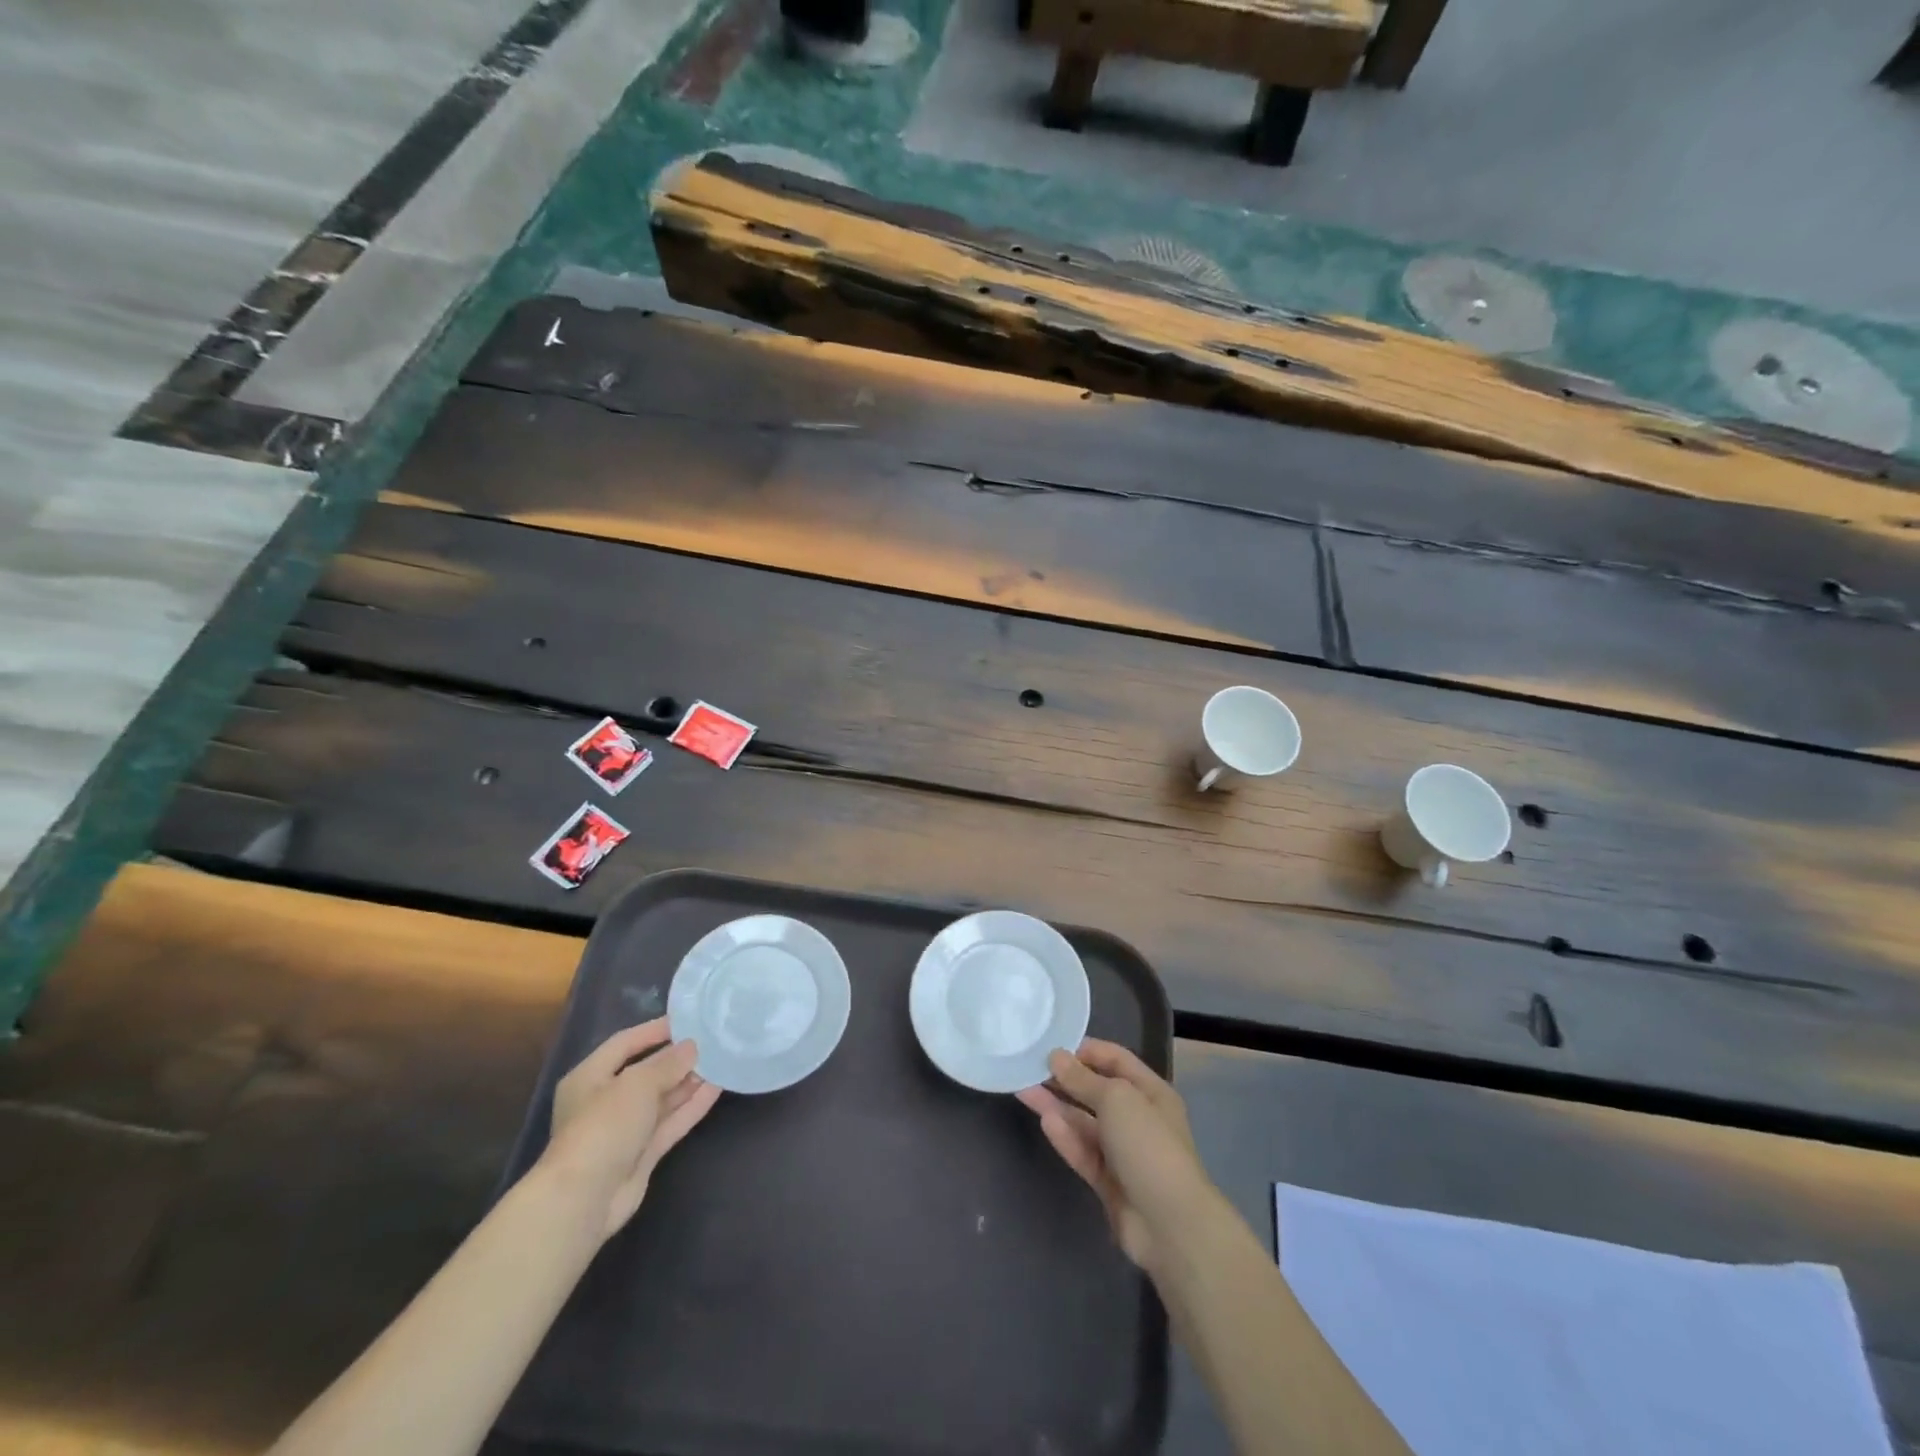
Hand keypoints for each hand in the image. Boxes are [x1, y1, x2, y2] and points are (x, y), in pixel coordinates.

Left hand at [537, 1018, 720, 1240]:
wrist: (585, 1199)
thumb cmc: (603, 1126)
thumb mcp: (637, 1084)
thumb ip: (667, 1063)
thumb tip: (692, 1046)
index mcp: (589, 1077)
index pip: (625, 1044)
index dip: (654, 1031)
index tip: (688, 1020)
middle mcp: (604, 1101)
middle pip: (645, 1072)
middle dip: (676, 1059)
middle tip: (711, 1041)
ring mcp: (624, 1130)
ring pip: (661, 1099)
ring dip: (688, 1082)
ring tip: (720, 1061)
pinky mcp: (642, 1154)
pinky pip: (670, 1122)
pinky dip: (691, 1106)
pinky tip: (716, 1088)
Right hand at [1018, 1039, 1217, 1275]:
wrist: (1169, 1224)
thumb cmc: (1148, 1146)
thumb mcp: (1116, 1099)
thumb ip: (1083, 1079)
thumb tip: (1056, 1056)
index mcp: (1150, 1092)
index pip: (1115, 1060)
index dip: (1086, 1050)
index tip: (1053, 1044)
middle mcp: (1137, 1118)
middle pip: (1096, 1091)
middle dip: (1065, 1078)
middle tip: (1030, 1065)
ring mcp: (1122, 1152)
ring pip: (1084, 1122)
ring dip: (1057, 1105)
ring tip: (1024, 1089)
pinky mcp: (1108, 1181)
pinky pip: (1083, 1151)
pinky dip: (1065, 1136)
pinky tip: (1044, 1121)